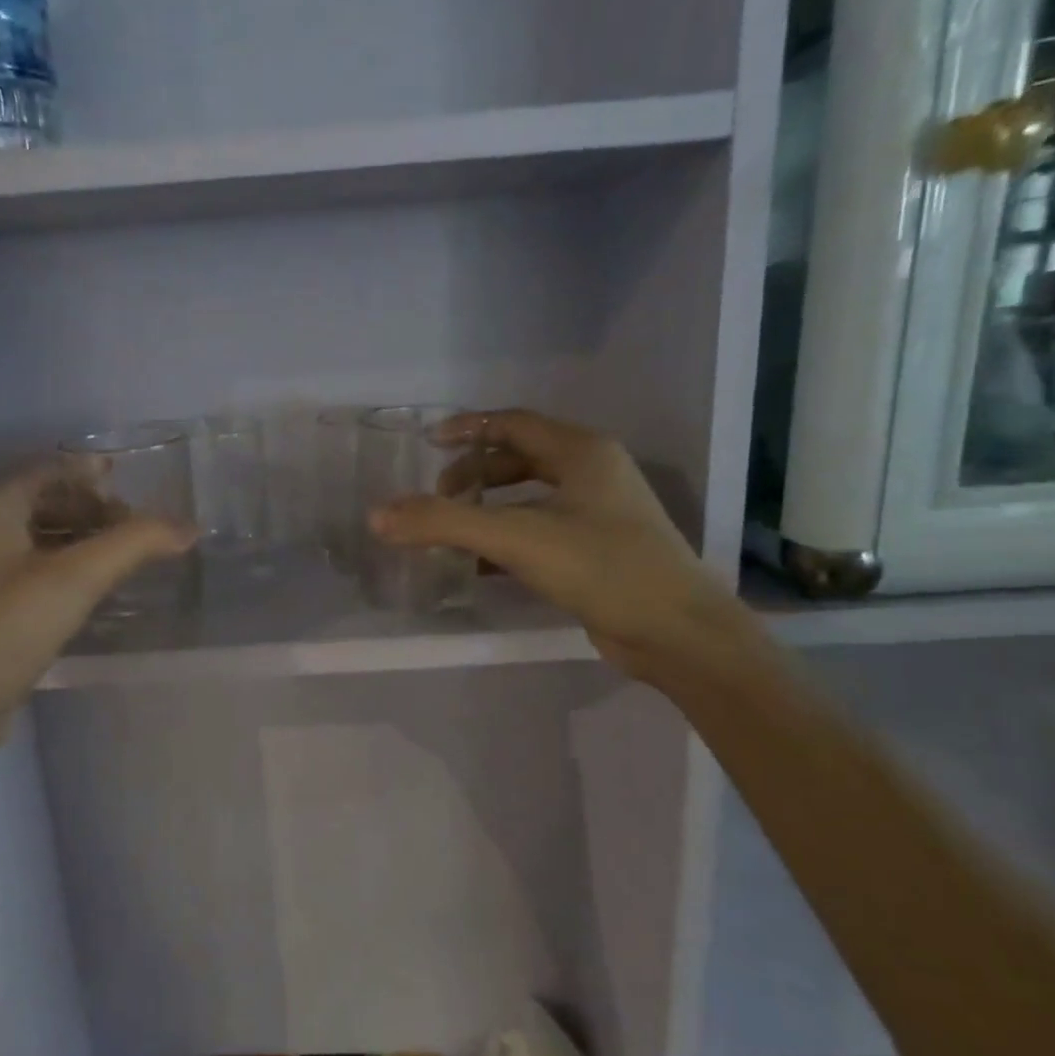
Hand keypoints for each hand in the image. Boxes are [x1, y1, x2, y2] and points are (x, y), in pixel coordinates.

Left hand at [0, 466, 193, 773]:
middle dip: (92, 509)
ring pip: (40, 541)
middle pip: (44, 503)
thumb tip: (189, 527)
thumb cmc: (5, 630)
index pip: (48, 470)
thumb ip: (134, 544)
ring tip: (123, 558)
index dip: (90, 473)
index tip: (130, 484)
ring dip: (83, 541)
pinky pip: (34, 574)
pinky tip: (93, 592)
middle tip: (134, 527)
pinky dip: (68, 571)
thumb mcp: (76, 579)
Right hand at [368, 410, 745, 678]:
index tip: (428, 444)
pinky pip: (542, 530)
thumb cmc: (601, 566)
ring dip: (490, 507)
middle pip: (521, 457)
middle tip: (439, 497)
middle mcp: (594, 473)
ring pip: (531, 496)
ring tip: (453, 528)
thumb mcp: (516, 537)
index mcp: (581, 451)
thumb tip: (378, 515)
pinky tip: (481, 565)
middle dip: (475, 473)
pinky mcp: (599, 550)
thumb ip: (444, 523)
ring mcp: (601, 512)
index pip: (513, 423)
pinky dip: (508, 538)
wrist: (676, 632)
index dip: (468, 429)